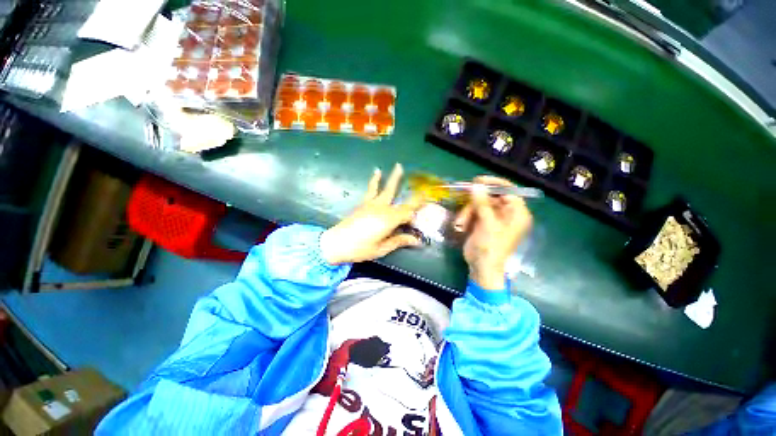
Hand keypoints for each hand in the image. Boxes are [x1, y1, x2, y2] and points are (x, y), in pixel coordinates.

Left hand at [320, 164, 422, 264]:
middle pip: (401, 201)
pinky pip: (371, 189)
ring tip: (398, 166)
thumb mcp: (381, 248)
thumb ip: (399, 241)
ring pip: (386, 189)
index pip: (408, 213)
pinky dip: (375, 181)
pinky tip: (377, 172)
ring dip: (393, 178)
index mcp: (389, 220)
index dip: (416, 216)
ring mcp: (372, 204)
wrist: (336, 242)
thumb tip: (416, 240)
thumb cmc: (360, 248)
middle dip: (412, 195)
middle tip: (422, 190)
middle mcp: (383, 208)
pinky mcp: (363, 203)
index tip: (422, 217)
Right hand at [453, 176, 532, 289]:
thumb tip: (476, 185)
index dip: (493, 183)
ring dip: (467, 212)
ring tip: (461, 223)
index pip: (508, 190)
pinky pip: (473, 212)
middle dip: (475, 201)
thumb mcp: (487, 223)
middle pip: (490, 197)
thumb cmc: (491, 246)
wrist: (482, 267)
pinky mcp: (483, 223)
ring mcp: (494, 218)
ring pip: (479, 204)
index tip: (477, 180)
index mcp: (517, 213)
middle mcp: (507, 213)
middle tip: (462, 196)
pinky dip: (466, 217)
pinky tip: (462, 226)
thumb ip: (482, 203)